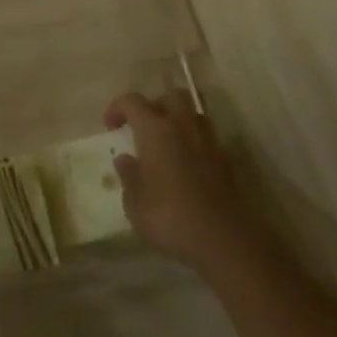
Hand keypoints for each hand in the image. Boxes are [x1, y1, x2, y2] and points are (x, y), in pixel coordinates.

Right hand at [104, 90, 256, 273]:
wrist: (224, 240)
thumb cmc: (169, 217)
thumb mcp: (134, 203)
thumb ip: (128, 176)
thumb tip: (125, 159)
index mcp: (155, 129)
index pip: (132, 101)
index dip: (118, 108)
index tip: (110, 126)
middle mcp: (182, 126)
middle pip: (171, 96)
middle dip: (155, 105)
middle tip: (144, 127)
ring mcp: (208, 143)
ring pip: (193, 114)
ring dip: (178, 121)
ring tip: (167, 144)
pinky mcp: (226, 162)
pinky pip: (206, 139)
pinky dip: (194, 144)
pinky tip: (186, 166)